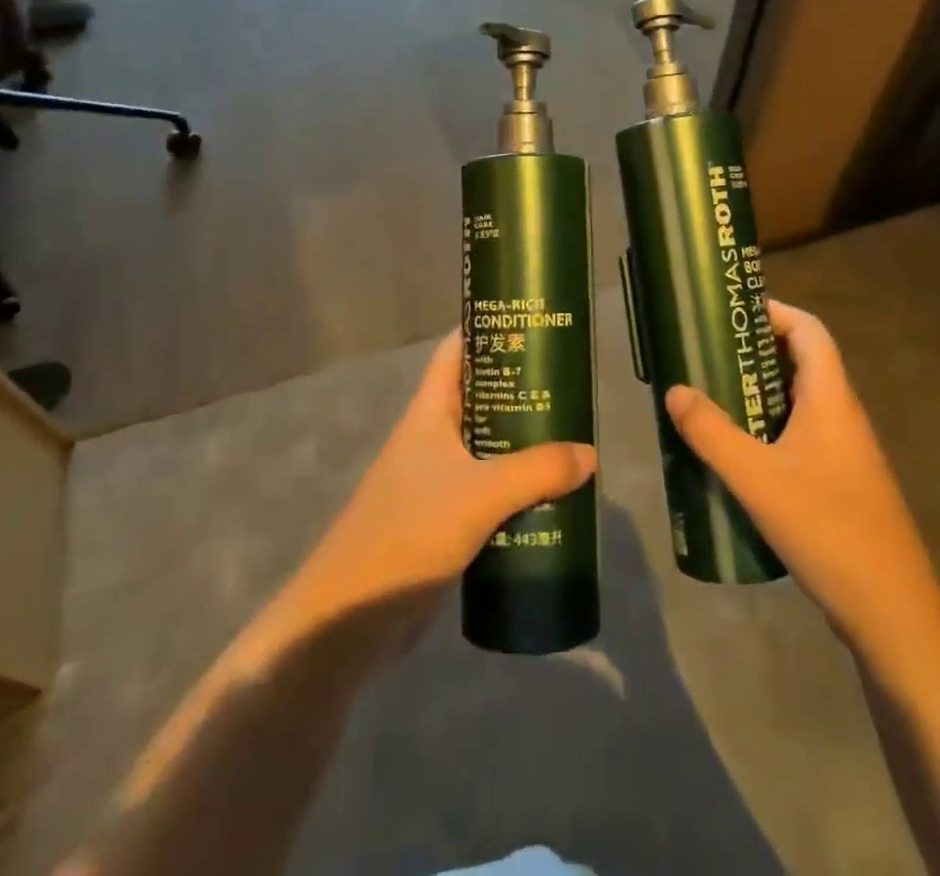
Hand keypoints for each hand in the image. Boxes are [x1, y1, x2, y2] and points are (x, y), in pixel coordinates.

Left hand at [282, 329, 595, 652]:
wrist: (350, 618)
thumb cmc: (408, 532)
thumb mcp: (480, 494)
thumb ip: (537, 471)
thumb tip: (589, 454)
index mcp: (429, 413)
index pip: (455, 351)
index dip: (486, 329)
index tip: (530, 321)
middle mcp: (432, 438)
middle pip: (479, 398)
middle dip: (520, 389)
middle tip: (568, 384)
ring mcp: (435, 481)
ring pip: (487, 447)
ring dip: (523, 443)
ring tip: (571, 437)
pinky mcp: (443, 521)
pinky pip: (488, 491)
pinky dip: (516, 488)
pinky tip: (550, 496)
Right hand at [664, 300, 939, 669]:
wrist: (891, 612)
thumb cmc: (826, 529)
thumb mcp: (756, 478)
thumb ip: (710, 432)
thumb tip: (675, 390)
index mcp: (831, 399)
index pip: (809, 330)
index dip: (774, 312)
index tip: (731, 314)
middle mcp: (843, 416)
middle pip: (803, 362)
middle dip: (756, 352)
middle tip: (709, 356)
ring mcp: (847, 452)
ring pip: (801, 402)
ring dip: (760, 393)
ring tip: (714, 398)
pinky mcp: (843, 484)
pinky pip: (803, 435)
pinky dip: (771, 428)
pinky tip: (739, 455)